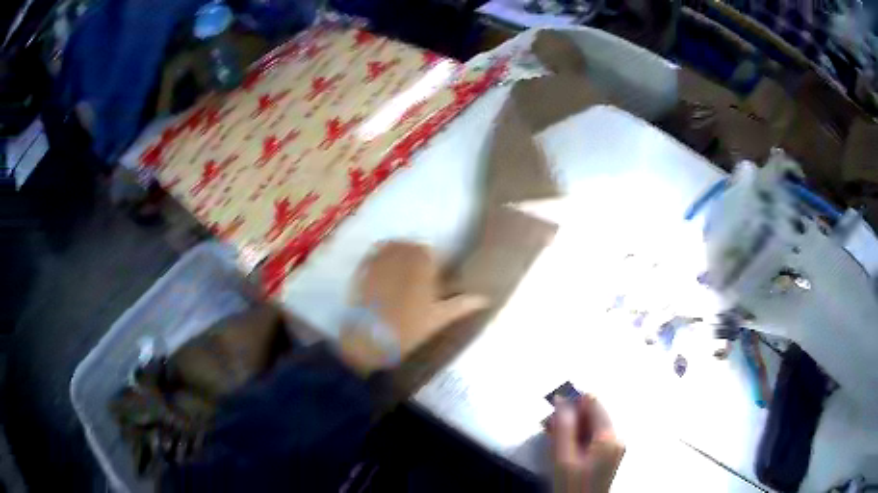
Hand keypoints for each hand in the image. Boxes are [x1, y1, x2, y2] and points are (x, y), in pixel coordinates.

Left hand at [340, 241, 488, 373]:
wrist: (369, 339)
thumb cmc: (409, 329)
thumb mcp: (438, 318)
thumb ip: (462, 304)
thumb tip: (484, 298)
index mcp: (423, 262)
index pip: (435, 253)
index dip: (437, 266)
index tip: (437, 281)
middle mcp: (401, 253)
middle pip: (413, 247)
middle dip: (418, 259)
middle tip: (419, 280)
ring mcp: (379, 258)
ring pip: (393, 246)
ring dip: (400, 255)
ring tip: (401, 275)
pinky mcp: (362, 267)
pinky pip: (374, 254)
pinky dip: (380, 259)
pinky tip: (382, 274)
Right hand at [549, 395, 624, 492]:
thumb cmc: (572, 486)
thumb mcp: (563, 458)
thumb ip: (564, 428)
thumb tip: (562, 400)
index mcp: (609, 437)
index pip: (594, 403)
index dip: (573, 400)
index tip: (553, 406)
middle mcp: (615, 438)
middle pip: (593, 414)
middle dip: (570, 415)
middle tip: (548, 423)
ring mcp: (612, 448)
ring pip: (590, 426)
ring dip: (570, 426)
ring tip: (550, 433)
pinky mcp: (606, 456)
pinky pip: (591, 438)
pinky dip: (575, 437)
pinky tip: (561, 443)